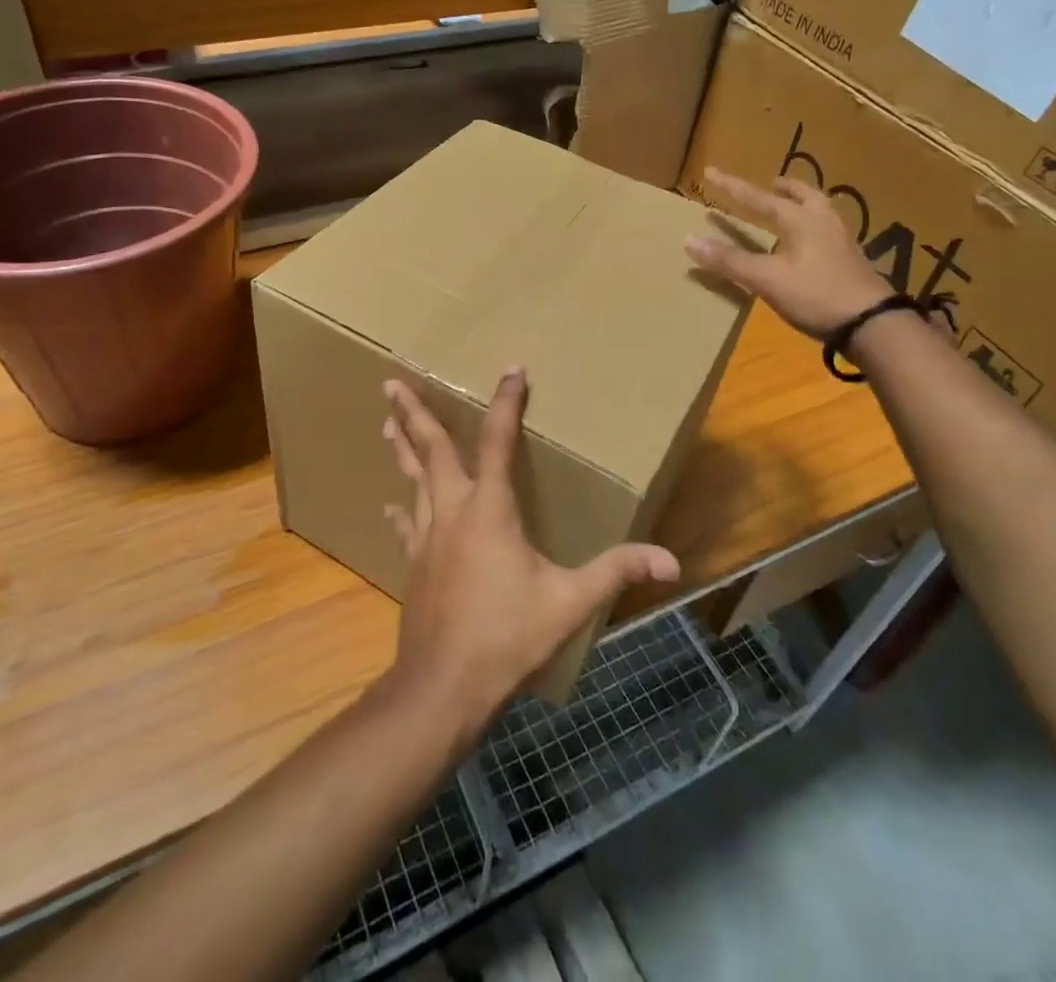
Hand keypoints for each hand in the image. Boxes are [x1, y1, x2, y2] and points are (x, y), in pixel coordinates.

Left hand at [381, 370, 679, 728]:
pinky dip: (402, 510)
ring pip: (413, 479)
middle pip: (431, 449)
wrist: (443, 685)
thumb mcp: (569, 602)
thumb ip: (616, 572)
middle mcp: (453, 510)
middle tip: (391, 383)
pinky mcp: (415, 563)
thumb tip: (670, 560)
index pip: (499, 441)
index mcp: (490, 509)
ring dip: (401, 448)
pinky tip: (391, 506)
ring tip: (386, 422)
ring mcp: (428, 536)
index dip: (507, 403)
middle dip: (414, 413)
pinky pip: (407, 524)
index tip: (512, 370)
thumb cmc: (507, 636)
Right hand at [684, 167, 892, 339]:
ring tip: (792, 208)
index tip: (710, 172)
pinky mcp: (852, 261)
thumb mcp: (766, 279)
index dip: (732, 187)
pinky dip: (814, 226)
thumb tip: (690, 239)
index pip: (758, 198)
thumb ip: (729, 260)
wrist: (872, 324)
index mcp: (799, 220)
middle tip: (771, 183)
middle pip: (803, 195)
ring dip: (803, 204)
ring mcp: (842, 241)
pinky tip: (810, 243)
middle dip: (784, 189)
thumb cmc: (816, 295)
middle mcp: (823, 222)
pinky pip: (829, 231)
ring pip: (821, 211)